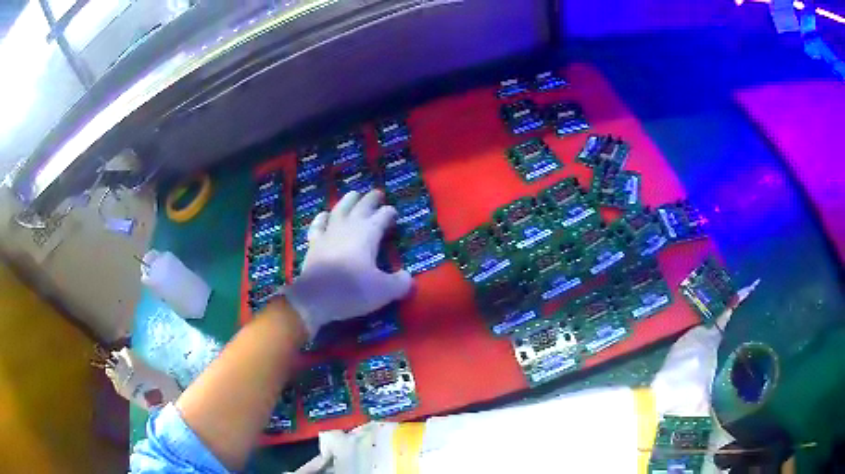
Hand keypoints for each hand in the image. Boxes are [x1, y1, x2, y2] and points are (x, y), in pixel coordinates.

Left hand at [283, 190, 412, 337]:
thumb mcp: (384, 291)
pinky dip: (322, 218)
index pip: (382, 216)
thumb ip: (400, 283)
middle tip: (378, 193)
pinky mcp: (313, 244)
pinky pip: (318, 225)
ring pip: (340, 209)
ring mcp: (328, 233)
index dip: (389, 213)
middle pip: (362, 206)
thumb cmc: (352, 290)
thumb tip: (408, 278)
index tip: (394, 213)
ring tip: (354, 194)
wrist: (315, 298)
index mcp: (368, 233)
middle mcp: (348, 227)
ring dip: (348, 201)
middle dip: (372, 199)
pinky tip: (324, 215)